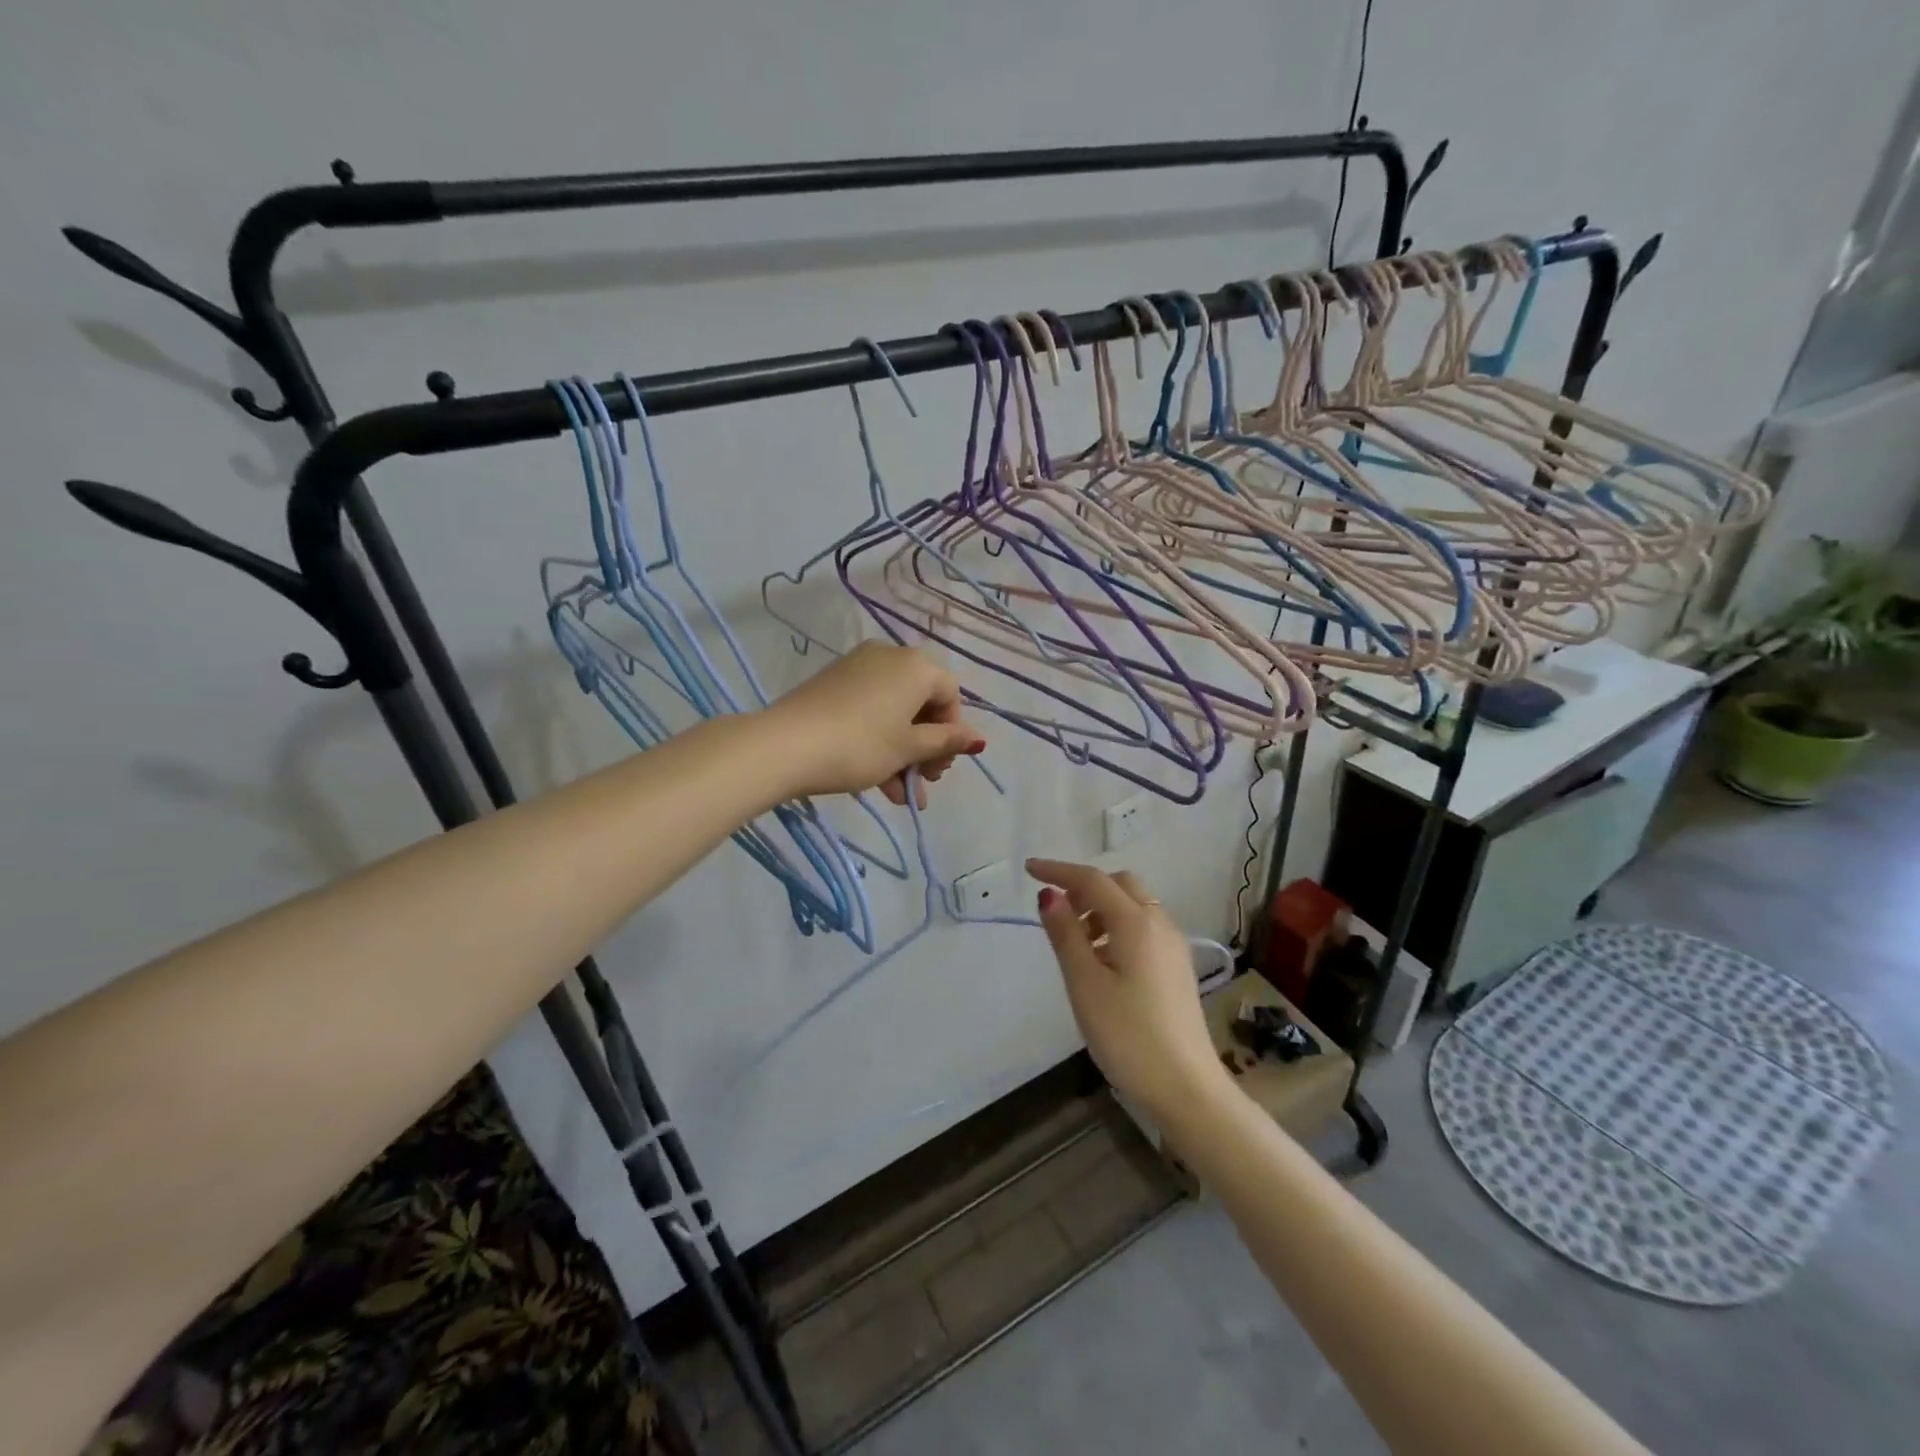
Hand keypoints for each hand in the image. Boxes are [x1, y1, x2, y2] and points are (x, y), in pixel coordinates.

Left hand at [765, 642, 985, 806]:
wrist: (785, 745)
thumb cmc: (861, 745)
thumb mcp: (908, 748)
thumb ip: (946, 742)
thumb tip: (978, 739)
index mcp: (916, 666)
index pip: (950, 694)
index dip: (952, 732)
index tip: (940, 766)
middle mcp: (890, 656)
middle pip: (922, 703)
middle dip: (927, 747)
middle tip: (924, 782)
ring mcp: (858, 668)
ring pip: (894, 712)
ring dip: (903, 754)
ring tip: (901, 795)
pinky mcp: (833, 683)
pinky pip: (869, 710)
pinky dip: (879, 740)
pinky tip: (878, 782)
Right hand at [1028, 860, 1227, 1119]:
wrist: (1187, 1089)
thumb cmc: (1128, 1036)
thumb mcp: (1085, 985)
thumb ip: (1065, 935)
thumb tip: (1050, 895)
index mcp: (1136, 923)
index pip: (1092, 880)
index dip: (1058, 871)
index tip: (1028, 870)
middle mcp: (1159, 924)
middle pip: (1120, 884)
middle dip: (1085, 888)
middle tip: (1058, 914)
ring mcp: (1173, 946)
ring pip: (1134, 906)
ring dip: (1102, 909)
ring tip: (1076, 944)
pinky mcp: (1177, 967)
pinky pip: (1144, 927)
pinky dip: (1118, 927)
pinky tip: (1103, 962)